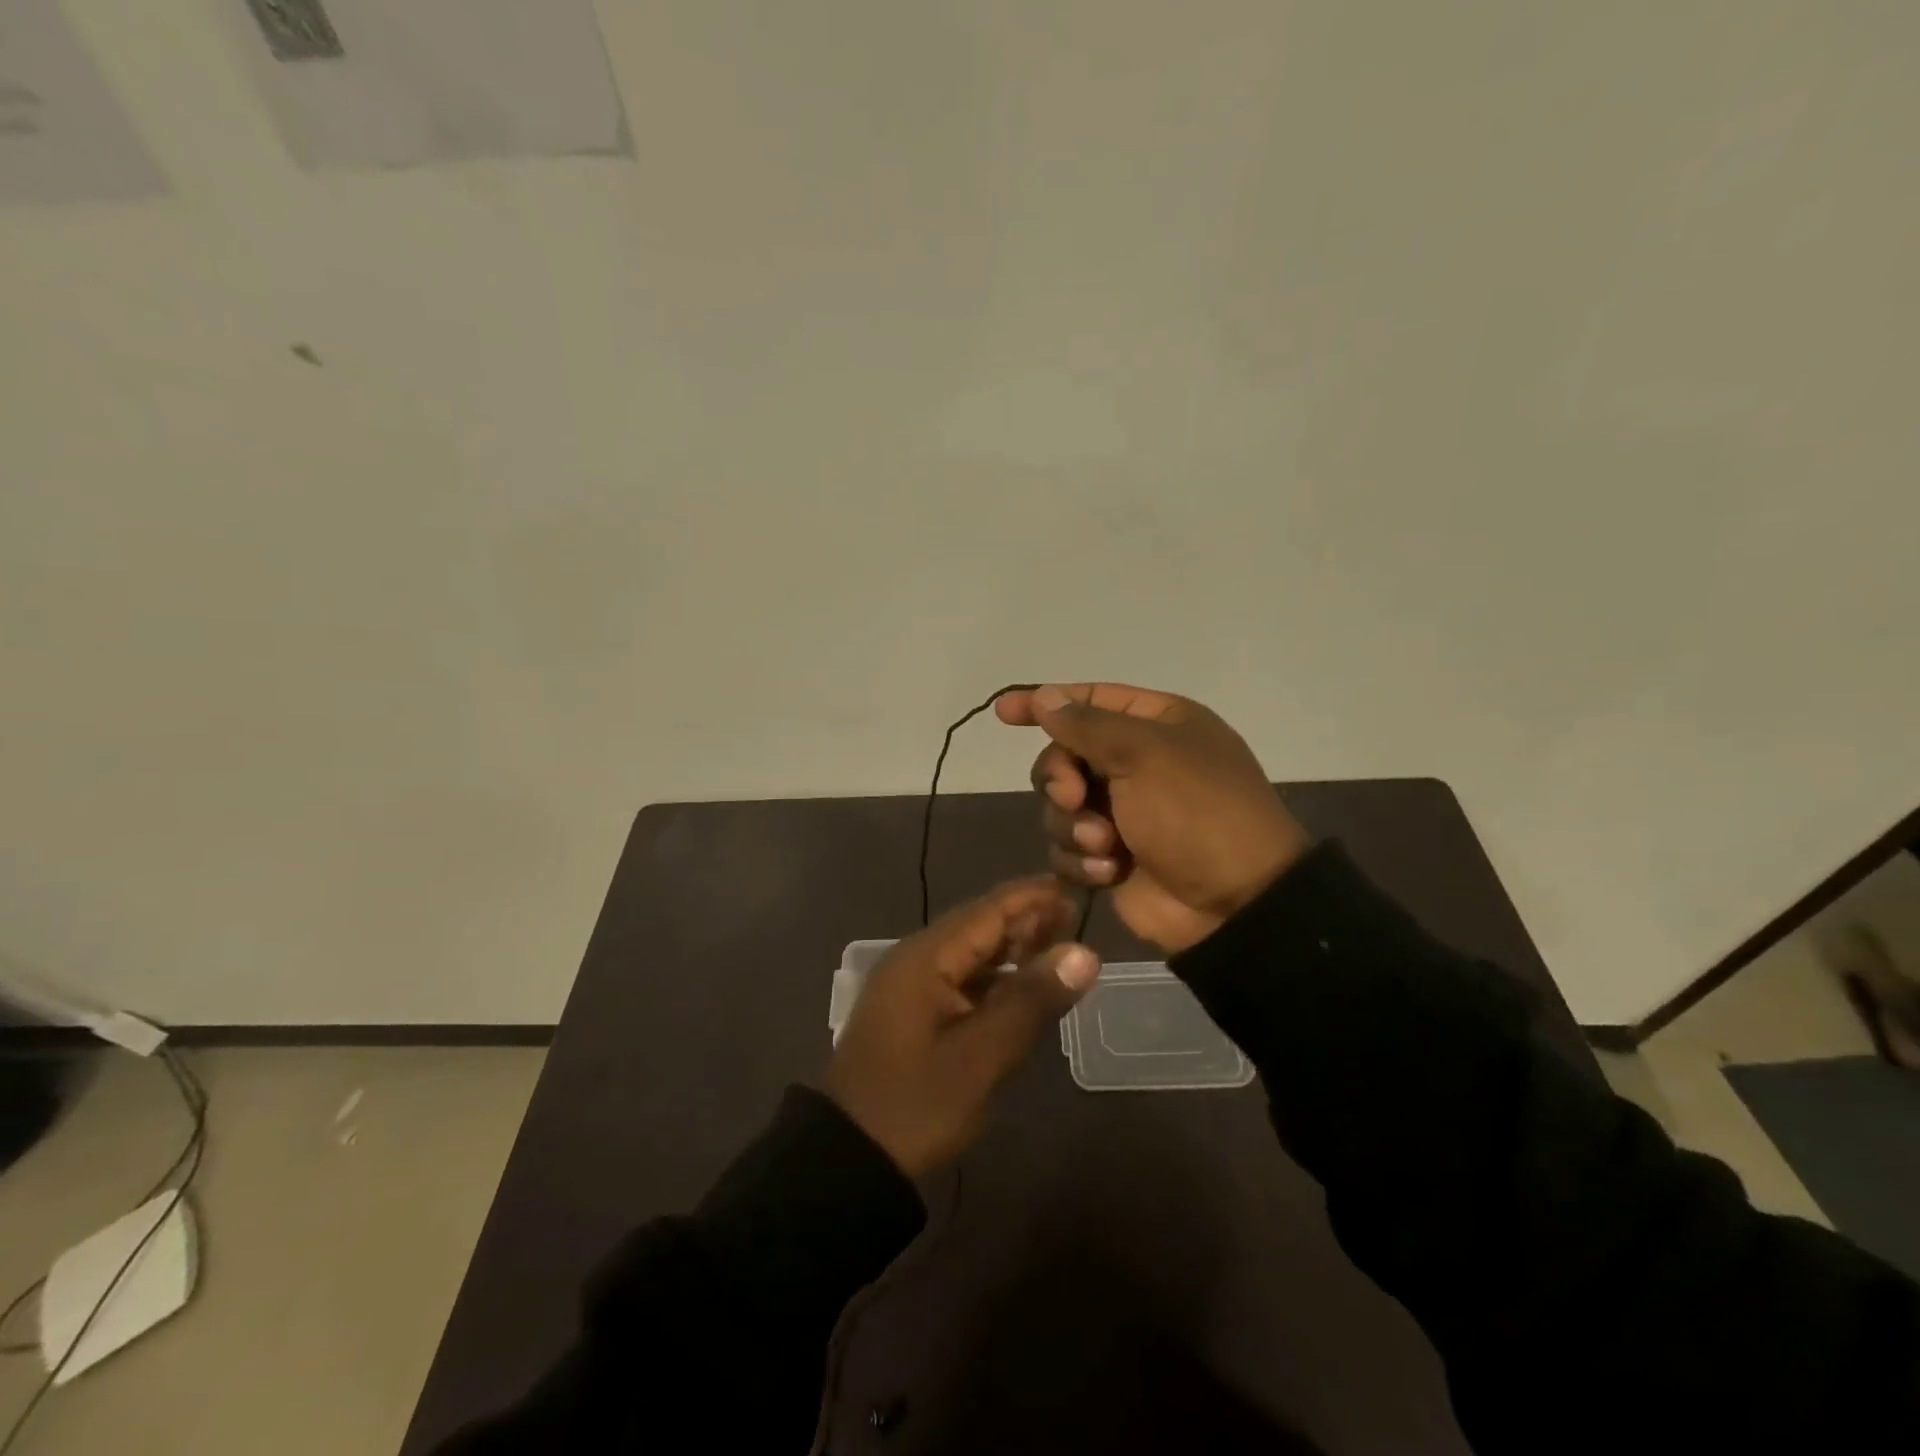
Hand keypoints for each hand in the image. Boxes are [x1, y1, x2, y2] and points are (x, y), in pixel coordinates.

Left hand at [823, 878, 1100, 1176]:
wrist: (849, 1158)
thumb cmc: (915, 1104)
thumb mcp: (981, 1057)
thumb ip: (1031, 1000)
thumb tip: (1085, 953)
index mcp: (926, 957)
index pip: (989, 910)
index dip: (1033, 897)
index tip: (1076, 888)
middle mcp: (916, 959)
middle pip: (979, 926)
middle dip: (1026, 920)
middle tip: (1076, 921)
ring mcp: (911, 985)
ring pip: (971, 952)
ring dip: (1012, 948)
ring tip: (1059, 949)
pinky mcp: (913, 1011)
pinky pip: (961, 978)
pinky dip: (995, 977)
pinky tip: (1022, 988)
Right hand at [995, 683, 1309, 953]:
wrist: (1235, 902)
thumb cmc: (1196, 812)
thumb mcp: (1144, 753)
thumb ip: (1086, 724)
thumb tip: (1044, 696)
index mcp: (1155, 725)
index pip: (1088, 700)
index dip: (1043, 703)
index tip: (1002, 712)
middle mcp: (1136, 763)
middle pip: (1063, 757)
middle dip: (1061, 779)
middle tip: (1076, 798)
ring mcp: (1123, 812)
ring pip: (1059, 806)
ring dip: (1075, 826)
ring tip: (1106, 846)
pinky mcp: (1111, 857)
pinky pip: (1068, 848)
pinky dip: (1083, 860)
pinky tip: (1110, 872)